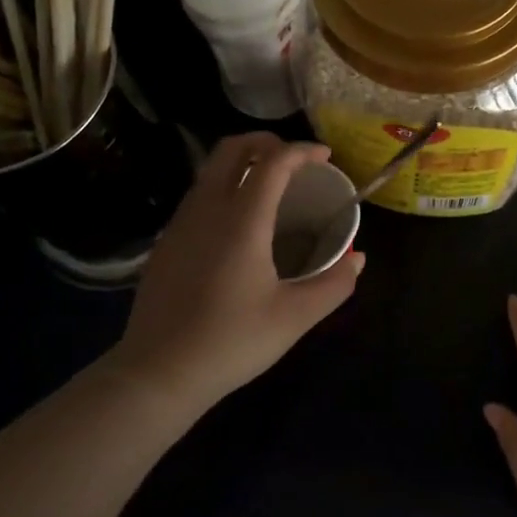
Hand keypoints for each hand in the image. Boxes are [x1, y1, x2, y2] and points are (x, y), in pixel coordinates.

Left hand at [111, 134, 363, 411]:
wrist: (157, 374)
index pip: (273, 162)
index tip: (325, 157)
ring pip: (210, 170)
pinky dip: (224, 187)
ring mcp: (181, 224)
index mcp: (242, 220)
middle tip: (295, 160)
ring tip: (271, 186)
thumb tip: (358, 259)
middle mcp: (207, 209)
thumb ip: (334, 285)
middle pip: (232, 149)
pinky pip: (198, 195)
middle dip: (266, 142)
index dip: (302, 150)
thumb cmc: (231, 341)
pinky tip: (239, 222)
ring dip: (243, 163)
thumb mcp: (294, 318)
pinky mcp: (166, 243)